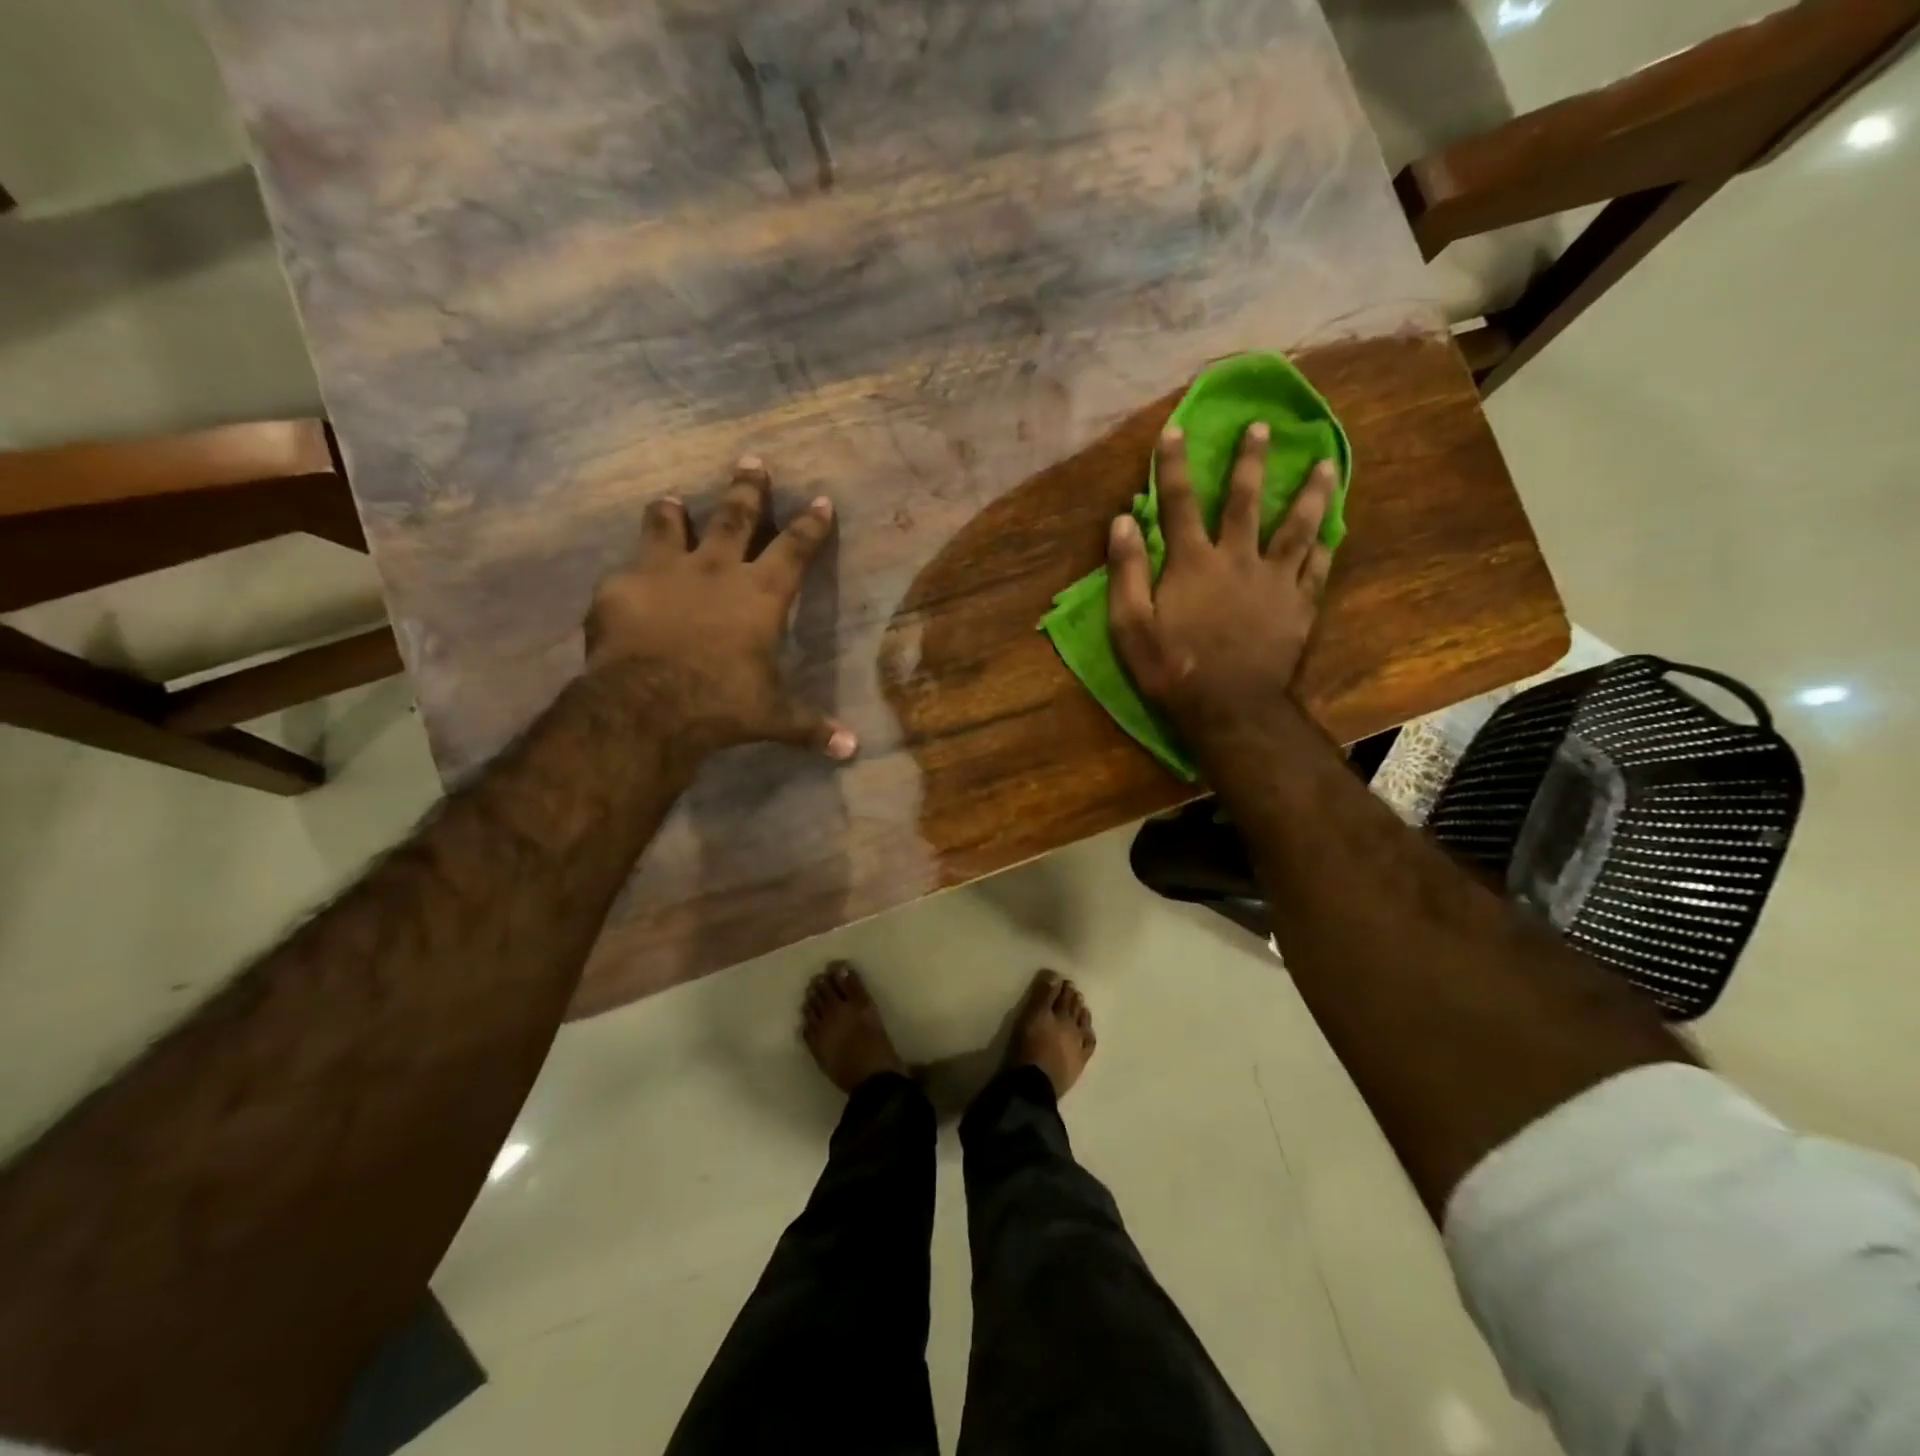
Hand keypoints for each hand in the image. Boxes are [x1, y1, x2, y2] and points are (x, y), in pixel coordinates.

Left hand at [586, 456, 856, 762]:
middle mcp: (716, 570)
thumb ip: (811, 727)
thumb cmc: (722, 704)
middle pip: (735, 516)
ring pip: (670, 526)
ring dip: (674, 512)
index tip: (821, 500)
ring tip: (671, 499)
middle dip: (747, 489)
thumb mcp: (773, 717)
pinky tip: (624, 580)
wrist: (646, 705)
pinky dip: (631, 573)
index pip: (795, 548)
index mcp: (761, 594)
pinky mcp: (620, 587)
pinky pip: (627, 570)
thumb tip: (852, 751)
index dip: (812, 524)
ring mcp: (663, 572)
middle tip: (750, 461)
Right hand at [1107, 423, 1336, 751]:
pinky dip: (1326, 545)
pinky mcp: (1300, 606)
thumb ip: (1126, 571)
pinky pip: (1318, 568)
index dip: (1175, 465)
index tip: (1176, 428)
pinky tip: (1335, 529)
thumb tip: (1123, 521)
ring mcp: (1275, 581)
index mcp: (1193, 563)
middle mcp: (1238, 559)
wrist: (1229, 709)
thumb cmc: (1172, 669)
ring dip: (1310, 492)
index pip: (1180, 503)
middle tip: (1263, 428)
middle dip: (1250, 461)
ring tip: (1325, 463)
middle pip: (1246, 501)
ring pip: (1297, 526)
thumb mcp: (1130, 626)